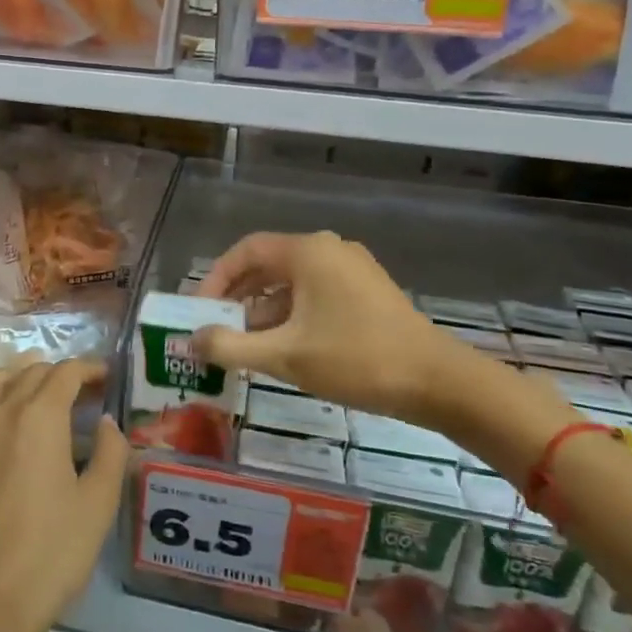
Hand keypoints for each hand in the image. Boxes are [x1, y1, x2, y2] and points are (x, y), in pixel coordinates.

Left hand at [0, 360, 127, 631]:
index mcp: (39, 417)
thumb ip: (109, 455)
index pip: (65, 374)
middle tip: (78, 395)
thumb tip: (107, 423)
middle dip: (58, 376)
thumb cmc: (48, 555)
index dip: (89, 370)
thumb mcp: (97, 507)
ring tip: (31, 393)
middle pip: (29, 373)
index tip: (105, 378)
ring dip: (16, 377)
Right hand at [194, 231, 489, 433]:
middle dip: (238, 297)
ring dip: (264, 310)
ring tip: (246, 344)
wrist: (439, 382)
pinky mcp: (367, 291)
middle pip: (268, 265)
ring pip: (292, 282)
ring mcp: (352, 269)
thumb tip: (191, 341)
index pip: (245, 251)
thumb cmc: (357, 359)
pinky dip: (292, 314)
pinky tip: (285, 347)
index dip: (216, 278)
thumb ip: (231, 346)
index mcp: (307, 252)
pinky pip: (315, 293)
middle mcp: (328, 249)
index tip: (199, 311)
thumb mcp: (285, 356)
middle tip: (217, 328)